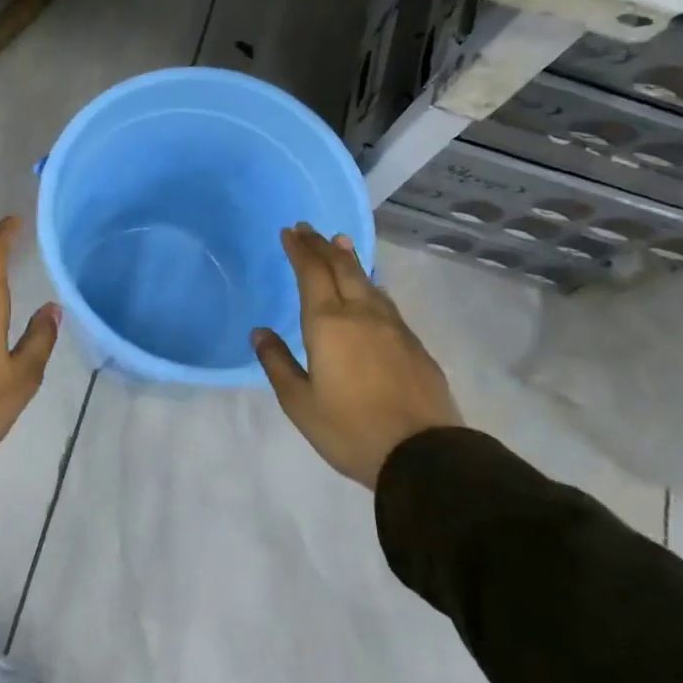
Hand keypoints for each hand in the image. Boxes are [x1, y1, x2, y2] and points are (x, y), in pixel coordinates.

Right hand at [252, 224, 461, 489]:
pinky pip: (385, 300)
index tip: (290, 231)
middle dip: (322, 246)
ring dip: (349, 259)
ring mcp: (392, 326)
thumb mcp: (299, 403)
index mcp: (328, 324)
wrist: (423, 454)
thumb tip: (260, 332)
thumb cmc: (349, 429)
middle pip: (341, 268)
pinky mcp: (413, 343)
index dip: (300, 250)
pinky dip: (369, 284)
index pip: (311, 273)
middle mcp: (361, 314)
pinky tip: (370, 288)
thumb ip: (278, 363)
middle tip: (308, 228)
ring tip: (339, 244)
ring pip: (367, 281)